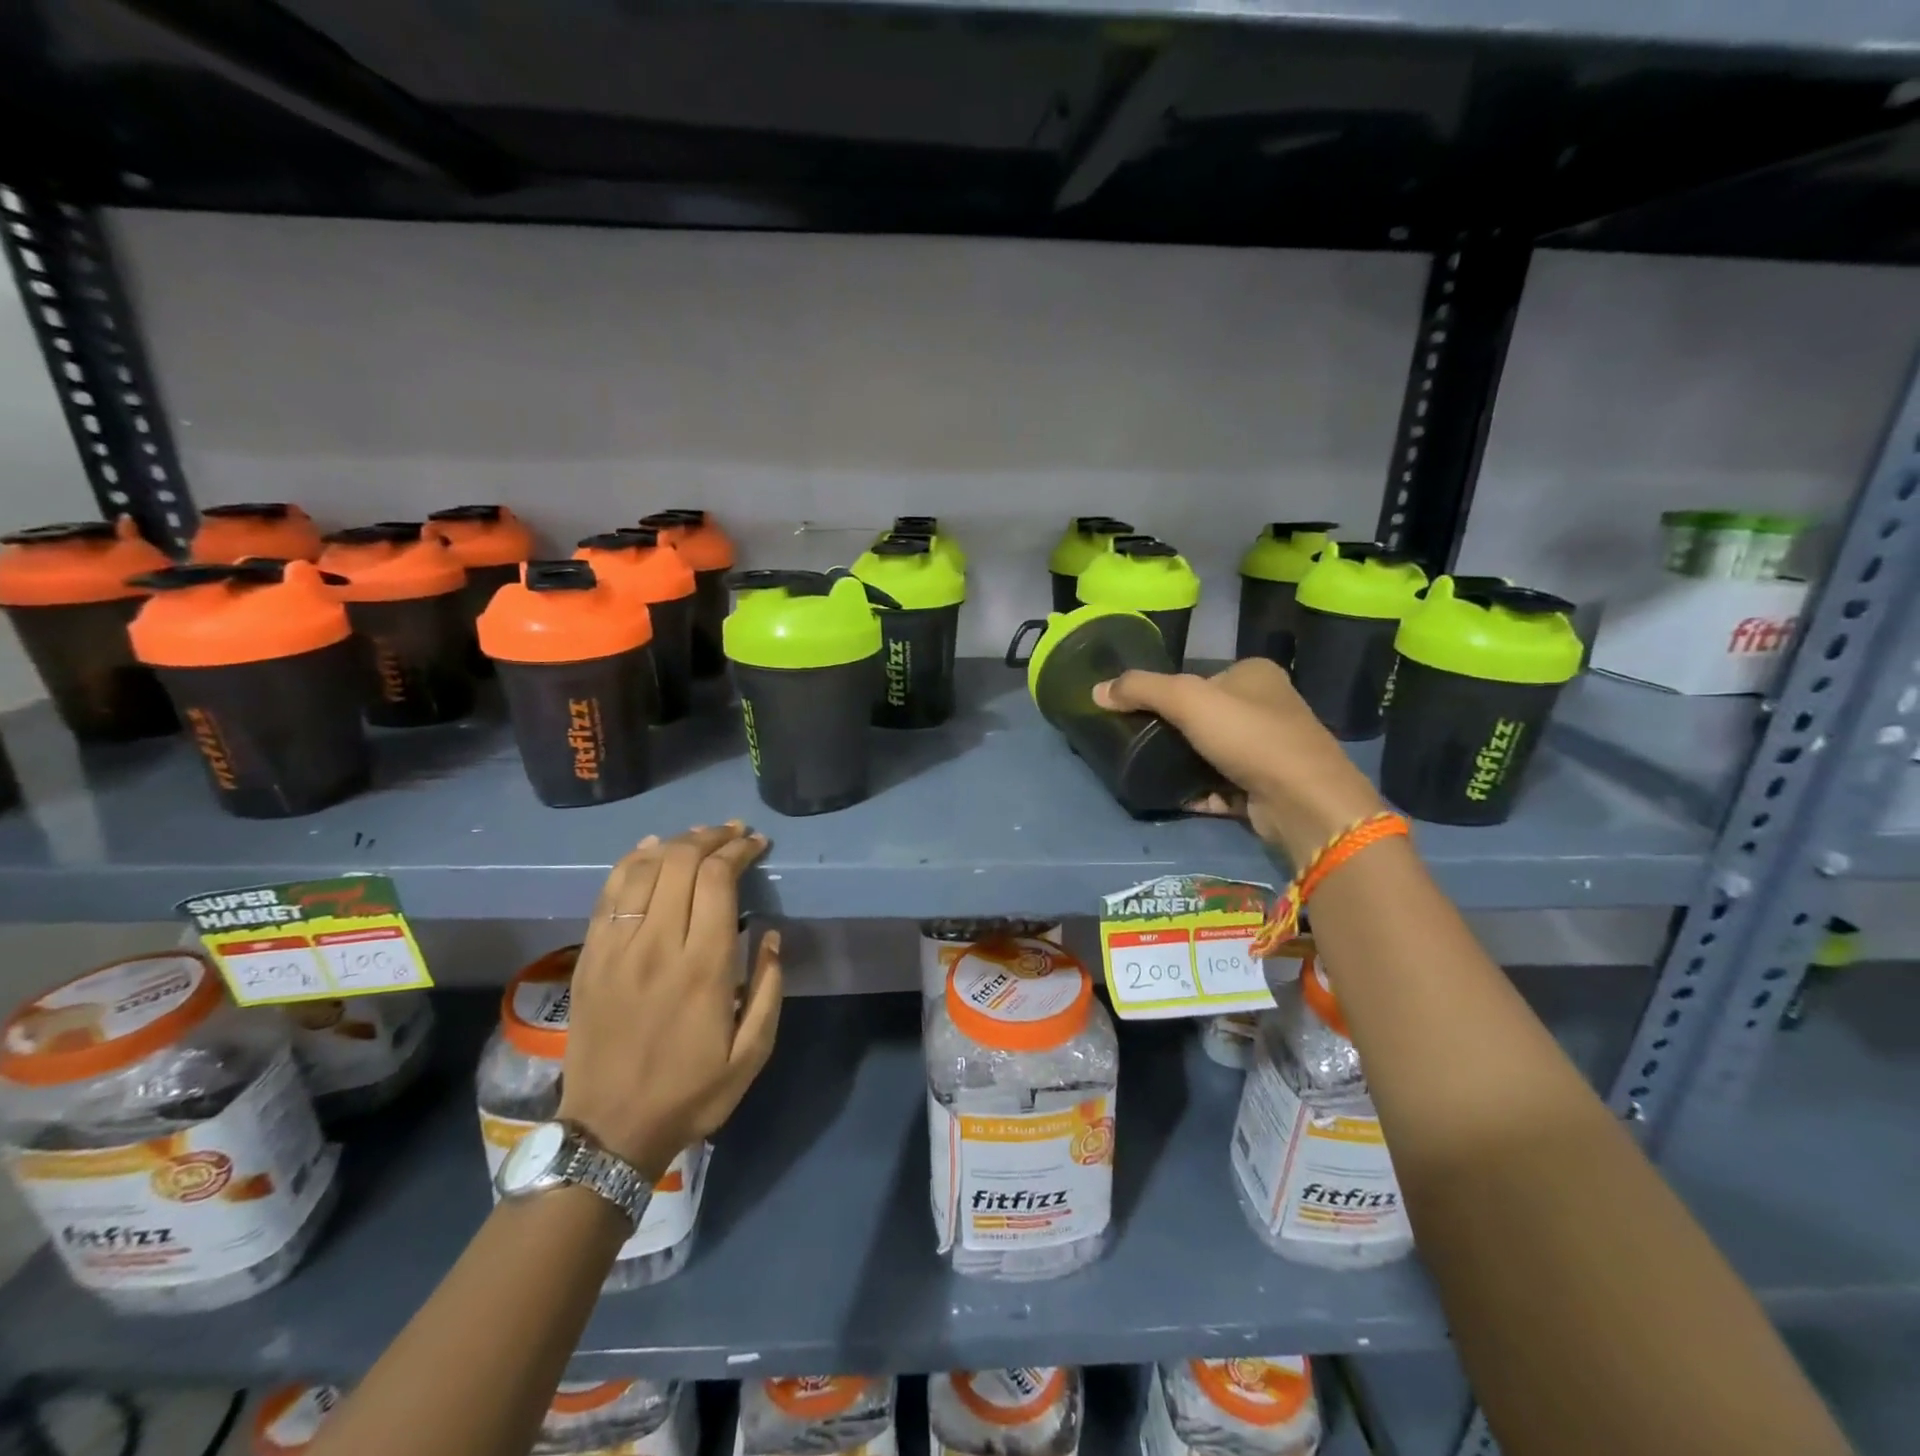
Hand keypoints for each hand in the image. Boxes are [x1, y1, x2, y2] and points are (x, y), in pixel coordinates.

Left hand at [558, 823, 782, 1177]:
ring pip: (644, 869)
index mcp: (703, 967)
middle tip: (734, 832)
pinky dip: (631, 862)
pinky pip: (609, 893)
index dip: (738, 850)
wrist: (609, 1130)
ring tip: (700, 836)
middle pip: (681, 863)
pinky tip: (650, 849)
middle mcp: (657, 945)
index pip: (717, 880)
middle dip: (712, 837)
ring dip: (676, 842)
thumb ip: (770, 988)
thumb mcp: (752, 1053)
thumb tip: (772, 935)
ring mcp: (616, 948)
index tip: (756, 843)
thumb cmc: (690, 1093)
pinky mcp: (590, 957)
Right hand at [1094, 658, 1385, 864]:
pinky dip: (1198, 791)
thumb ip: (1140, 689)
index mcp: (1256, 675)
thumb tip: (1096, 690)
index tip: (1139, 714)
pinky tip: (1174, 797)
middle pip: (1206, 716)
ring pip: (1213, 752)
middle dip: (1174, 732)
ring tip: (1149, 771)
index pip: (1202, 677)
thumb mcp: (1186, 699)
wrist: (1301, 801)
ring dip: (1184, 764)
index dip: (1169, 693)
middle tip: (1139, 744)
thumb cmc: (1248, 736)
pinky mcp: (1267, 787)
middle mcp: (1269, 707)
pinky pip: (1221, 785)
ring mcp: (1271, 749)